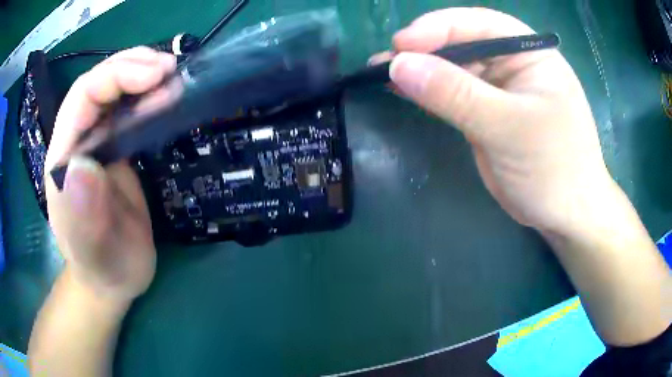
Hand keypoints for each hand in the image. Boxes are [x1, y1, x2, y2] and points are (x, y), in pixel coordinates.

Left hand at [44, 47, 176, 301]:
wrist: (113, 279)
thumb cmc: (101, 267)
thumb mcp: (93, 251)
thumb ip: (83, 215)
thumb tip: (83, 165)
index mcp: (64, 156)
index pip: (83, 95)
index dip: (117, 75)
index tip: (156, 76)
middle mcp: (79, 141)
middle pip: (100, 84)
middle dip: (133, 67)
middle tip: (171, 70)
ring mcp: (99, 144)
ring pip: (115, 92)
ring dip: (144, 76)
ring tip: (174, 78)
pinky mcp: (117, 151)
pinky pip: (130, 112)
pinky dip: (150, 97)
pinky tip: (167, 98)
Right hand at [372, 8, 612, 235]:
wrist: (564, 214)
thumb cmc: (553, 168)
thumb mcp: (509, 127)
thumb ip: (456, 94)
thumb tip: (399, 65)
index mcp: (530, 53)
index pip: (480, 24)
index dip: (439, 27)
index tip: (401, 44)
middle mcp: (512, 63)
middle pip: (462, 42)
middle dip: (424, 49)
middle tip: (386, 62)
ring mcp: (498, 88)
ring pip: (454, 67)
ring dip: (420, 70)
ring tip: (381, 73)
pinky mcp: (486, 111)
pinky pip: (452, 93)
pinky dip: (427, 91)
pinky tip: (401, 89)